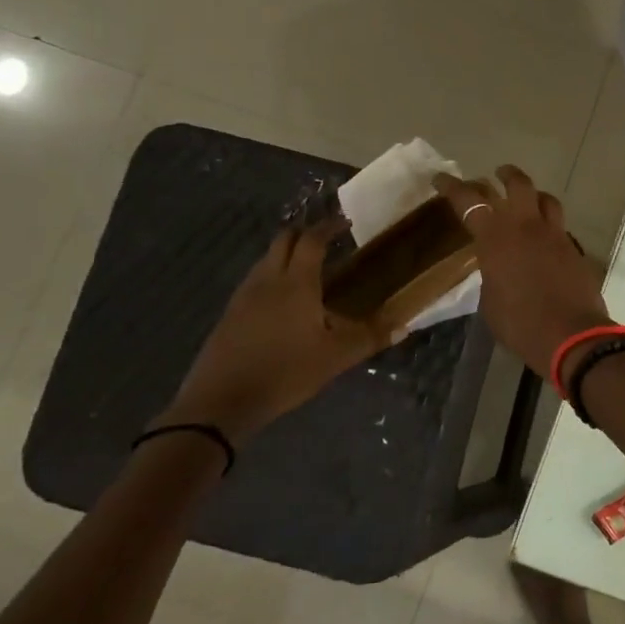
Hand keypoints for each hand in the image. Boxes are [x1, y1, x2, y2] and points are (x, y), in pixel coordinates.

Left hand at [162, 217, 385, 441]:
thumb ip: (369, 339)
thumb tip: (404, 327)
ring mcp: (244, 295)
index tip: (345, 222)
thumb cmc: (285, 372)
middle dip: (304, 233)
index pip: (312, 240)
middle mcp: (268, 280)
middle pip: (283, 240)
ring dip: (286, 253)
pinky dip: (272, 275)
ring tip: (308, 268)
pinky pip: (255, 280)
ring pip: (266, 259)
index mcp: (296, 283)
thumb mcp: (335, 359)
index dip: (328, 227)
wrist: (220, 401)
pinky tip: (283, 300)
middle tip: (326, 240)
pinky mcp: (230, 313)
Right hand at [434, 166, 613, 376]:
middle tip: (497, 174)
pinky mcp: (575, 249)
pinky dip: (549, 224)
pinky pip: (559, 226)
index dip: (453, 187)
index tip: (441, 178)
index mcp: (496, 238)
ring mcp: (555, 235)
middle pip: (518, 185)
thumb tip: (497, 268)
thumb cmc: (520, 323)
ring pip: (546, 199)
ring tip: (527, 199)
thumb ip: (491, 275)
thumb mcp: (490, 301)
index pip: (470, 202)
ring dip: (534, 194)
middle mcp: (527, 227)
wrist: (571, 335)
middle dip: (505, 175)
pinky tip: (544, 238)